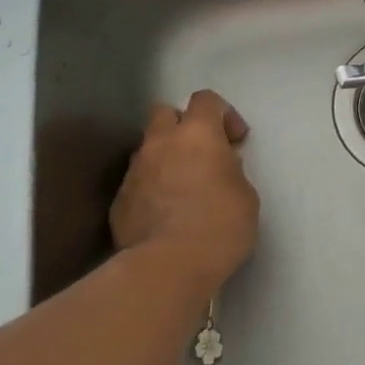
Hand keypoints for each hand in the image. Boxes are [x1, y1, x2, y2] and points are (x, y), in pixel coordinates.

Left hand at [110, 91, 258, 295]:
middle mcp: (160, 143)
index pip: (206, 99)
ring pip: (148, 149)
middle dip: (183, 126)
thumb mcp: (245, 193)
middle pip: (164, 112)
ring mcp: (135, 171)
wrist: (170, 265)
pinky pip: (137, 182)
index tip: (235, 141)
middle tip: (201, 154)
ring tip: (182, 188)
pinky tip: (165, 215)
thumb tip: (219, 166)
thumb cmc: (221, 225)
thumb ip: (230, 169)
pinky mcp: (119, 200)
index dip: (223, 114)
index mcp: (197, 134)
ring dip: (165, 158)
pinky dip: (151, 189)